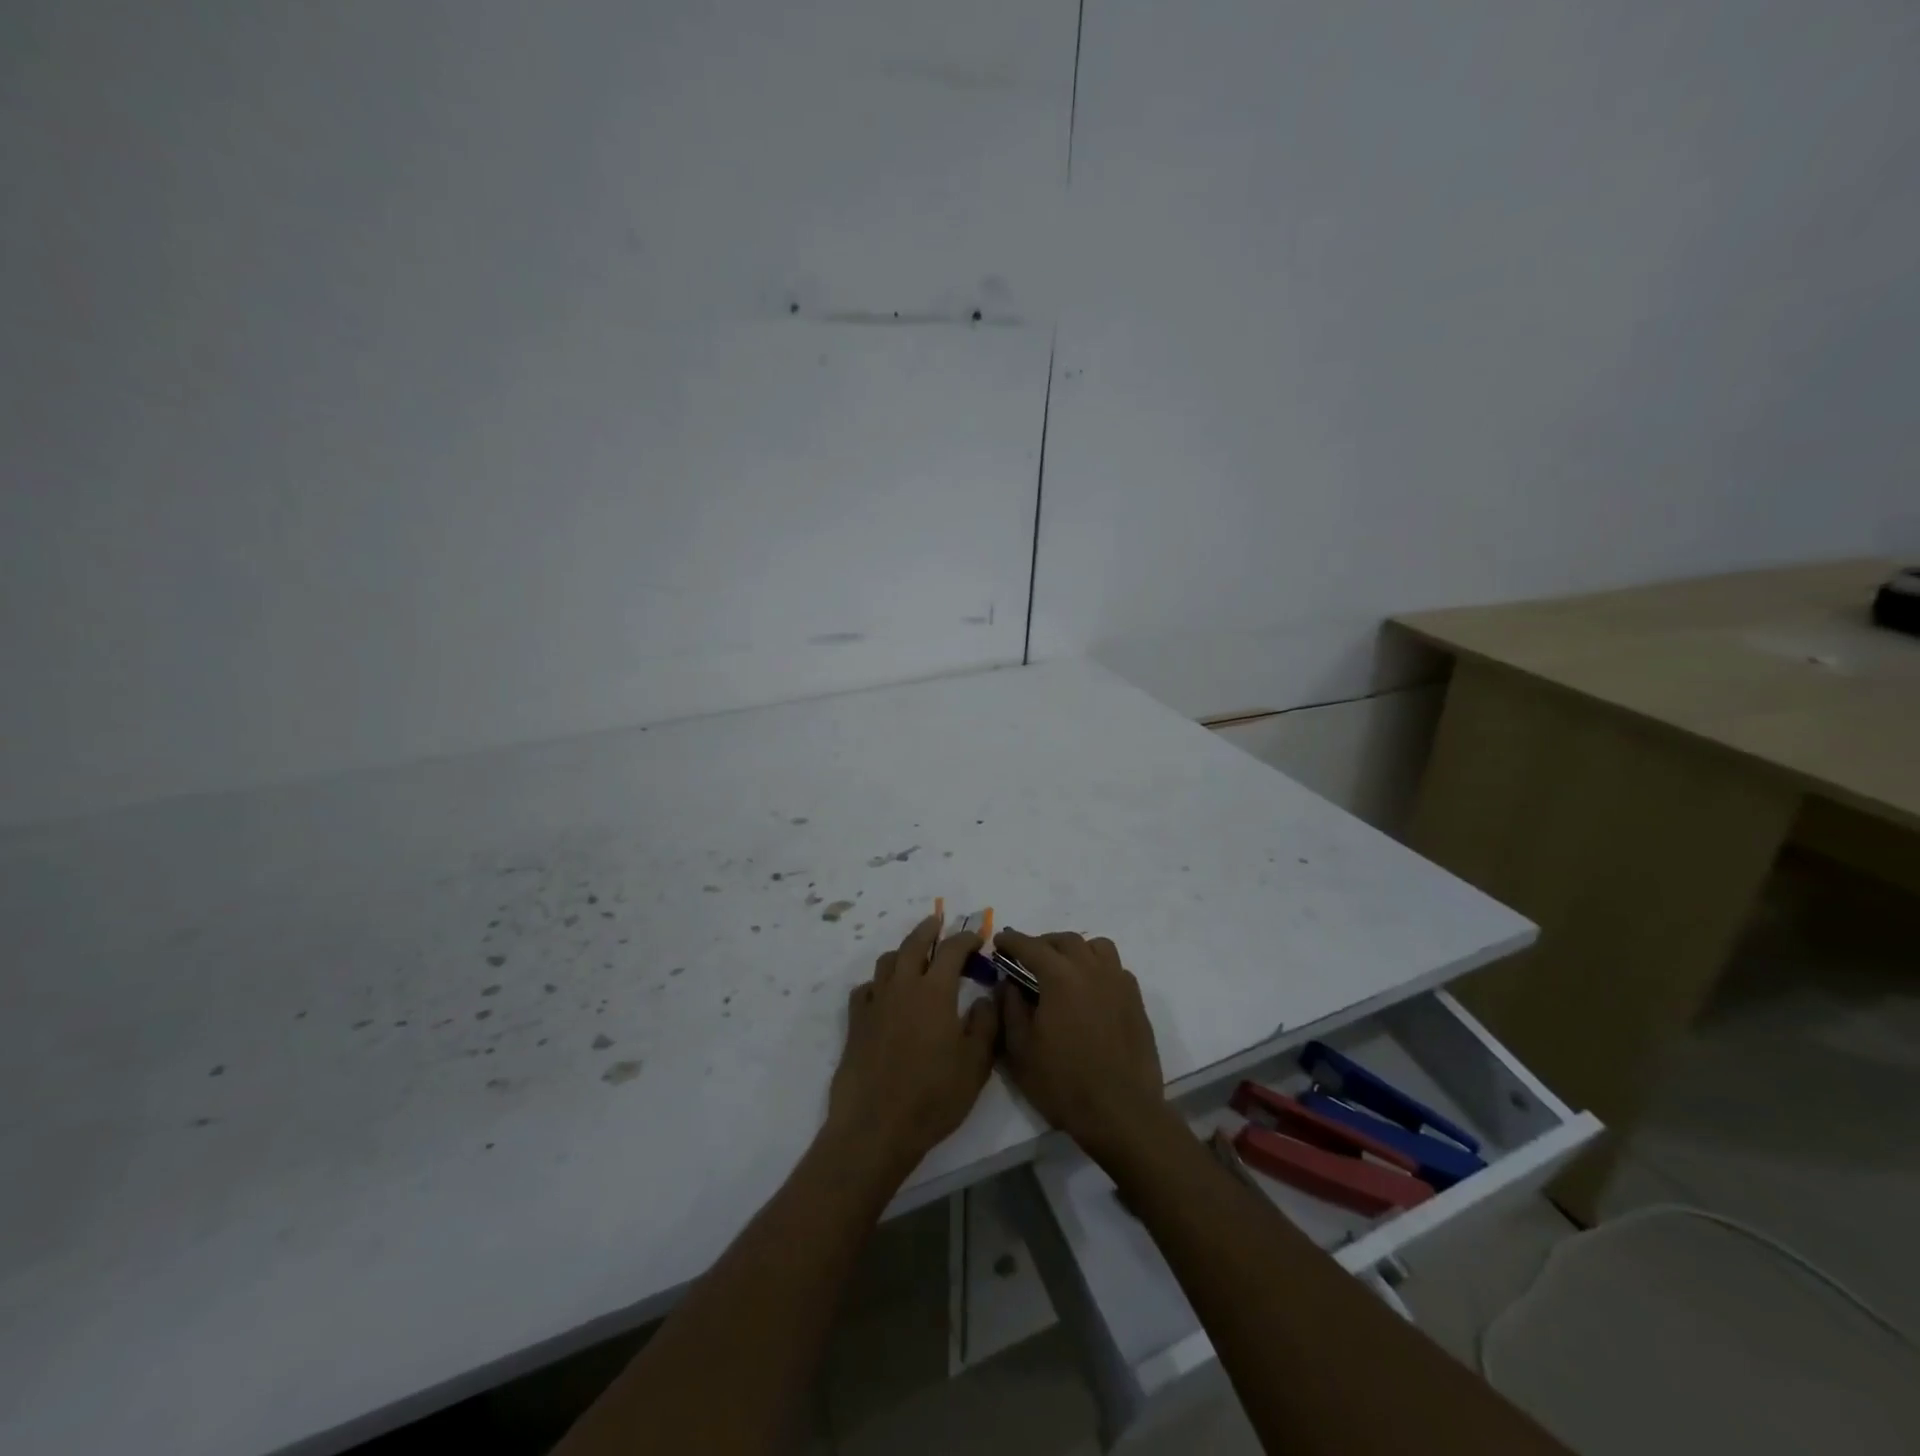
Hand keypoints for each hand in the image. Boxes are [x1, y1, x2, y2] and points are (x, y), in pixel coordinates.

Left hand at [827, 912, 999, 1174]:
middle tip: (939, 922)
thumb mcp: (976, 1065)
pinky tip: (886, 994)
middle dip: (929, 929)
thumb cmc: (933, 1097)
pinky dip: (879, 982)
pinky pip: (866, 988)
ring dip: (903, 951)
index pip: (952, 950)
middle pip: (914, 943)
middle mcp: (902, 987)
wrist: (876, 1127)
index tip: (978, 937)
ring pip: (887, 961)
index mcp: (934, 991)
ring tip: (915, 956)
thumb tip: (986, 997)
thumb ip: (986, 1025)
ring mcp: (875, 1003)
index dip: (966, 938)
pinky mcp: (856, 1023)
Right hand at [995, 930, 1169, 1160]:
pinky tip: (1090, 991)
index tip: (999, 941)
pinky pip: (1115, 969)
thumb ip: (1010, 1008)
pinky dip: (1098, 968)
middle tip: (1028, 959)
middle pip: (1066, 941)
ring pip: (1097, 947)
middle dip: (1043, 944)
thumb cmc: (1063, 1082)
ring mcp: (1119, 983)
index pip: (1031, 946)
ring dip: (1075, 950)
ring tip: (1063, 968)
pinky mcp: (1136, 1001)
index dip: (1012, 941)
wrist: (1121, 1112)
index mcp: (1060, 977)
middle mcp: (1092, 969)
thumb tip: (1009, 983)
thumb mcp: (1020, 1049)